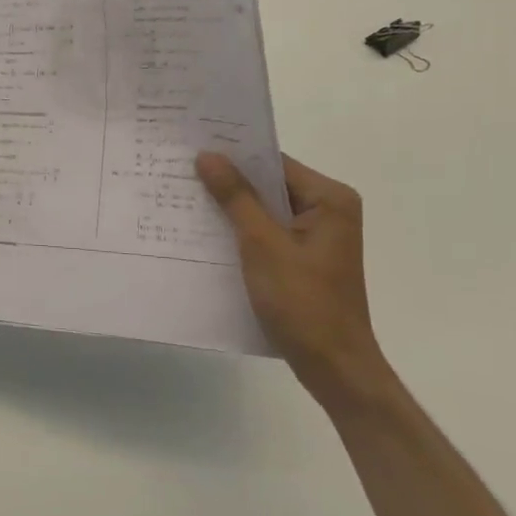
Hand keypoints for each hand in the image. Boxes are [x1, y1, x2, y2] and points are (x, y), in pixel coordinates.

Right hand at [196, 151, 387, 405]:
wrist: (334, 368)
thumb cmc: (303, 302)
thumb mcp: (262, 245)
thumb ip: (236, 197)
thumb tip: (208, 155)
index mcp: (329, 199)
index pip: (274, 162)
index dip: (234, 155)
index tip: (192, 147)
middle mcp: (328, 210)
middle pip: (270, 184)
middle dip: (229, 181)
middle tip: (181, 169)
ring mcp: (317, 236)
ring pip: (266, 208)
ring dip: (232, 206)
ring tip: (185, 196)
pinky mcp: (305, 258)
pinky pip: (268, 231)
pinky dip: (242, 230)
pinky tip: (207, 231)